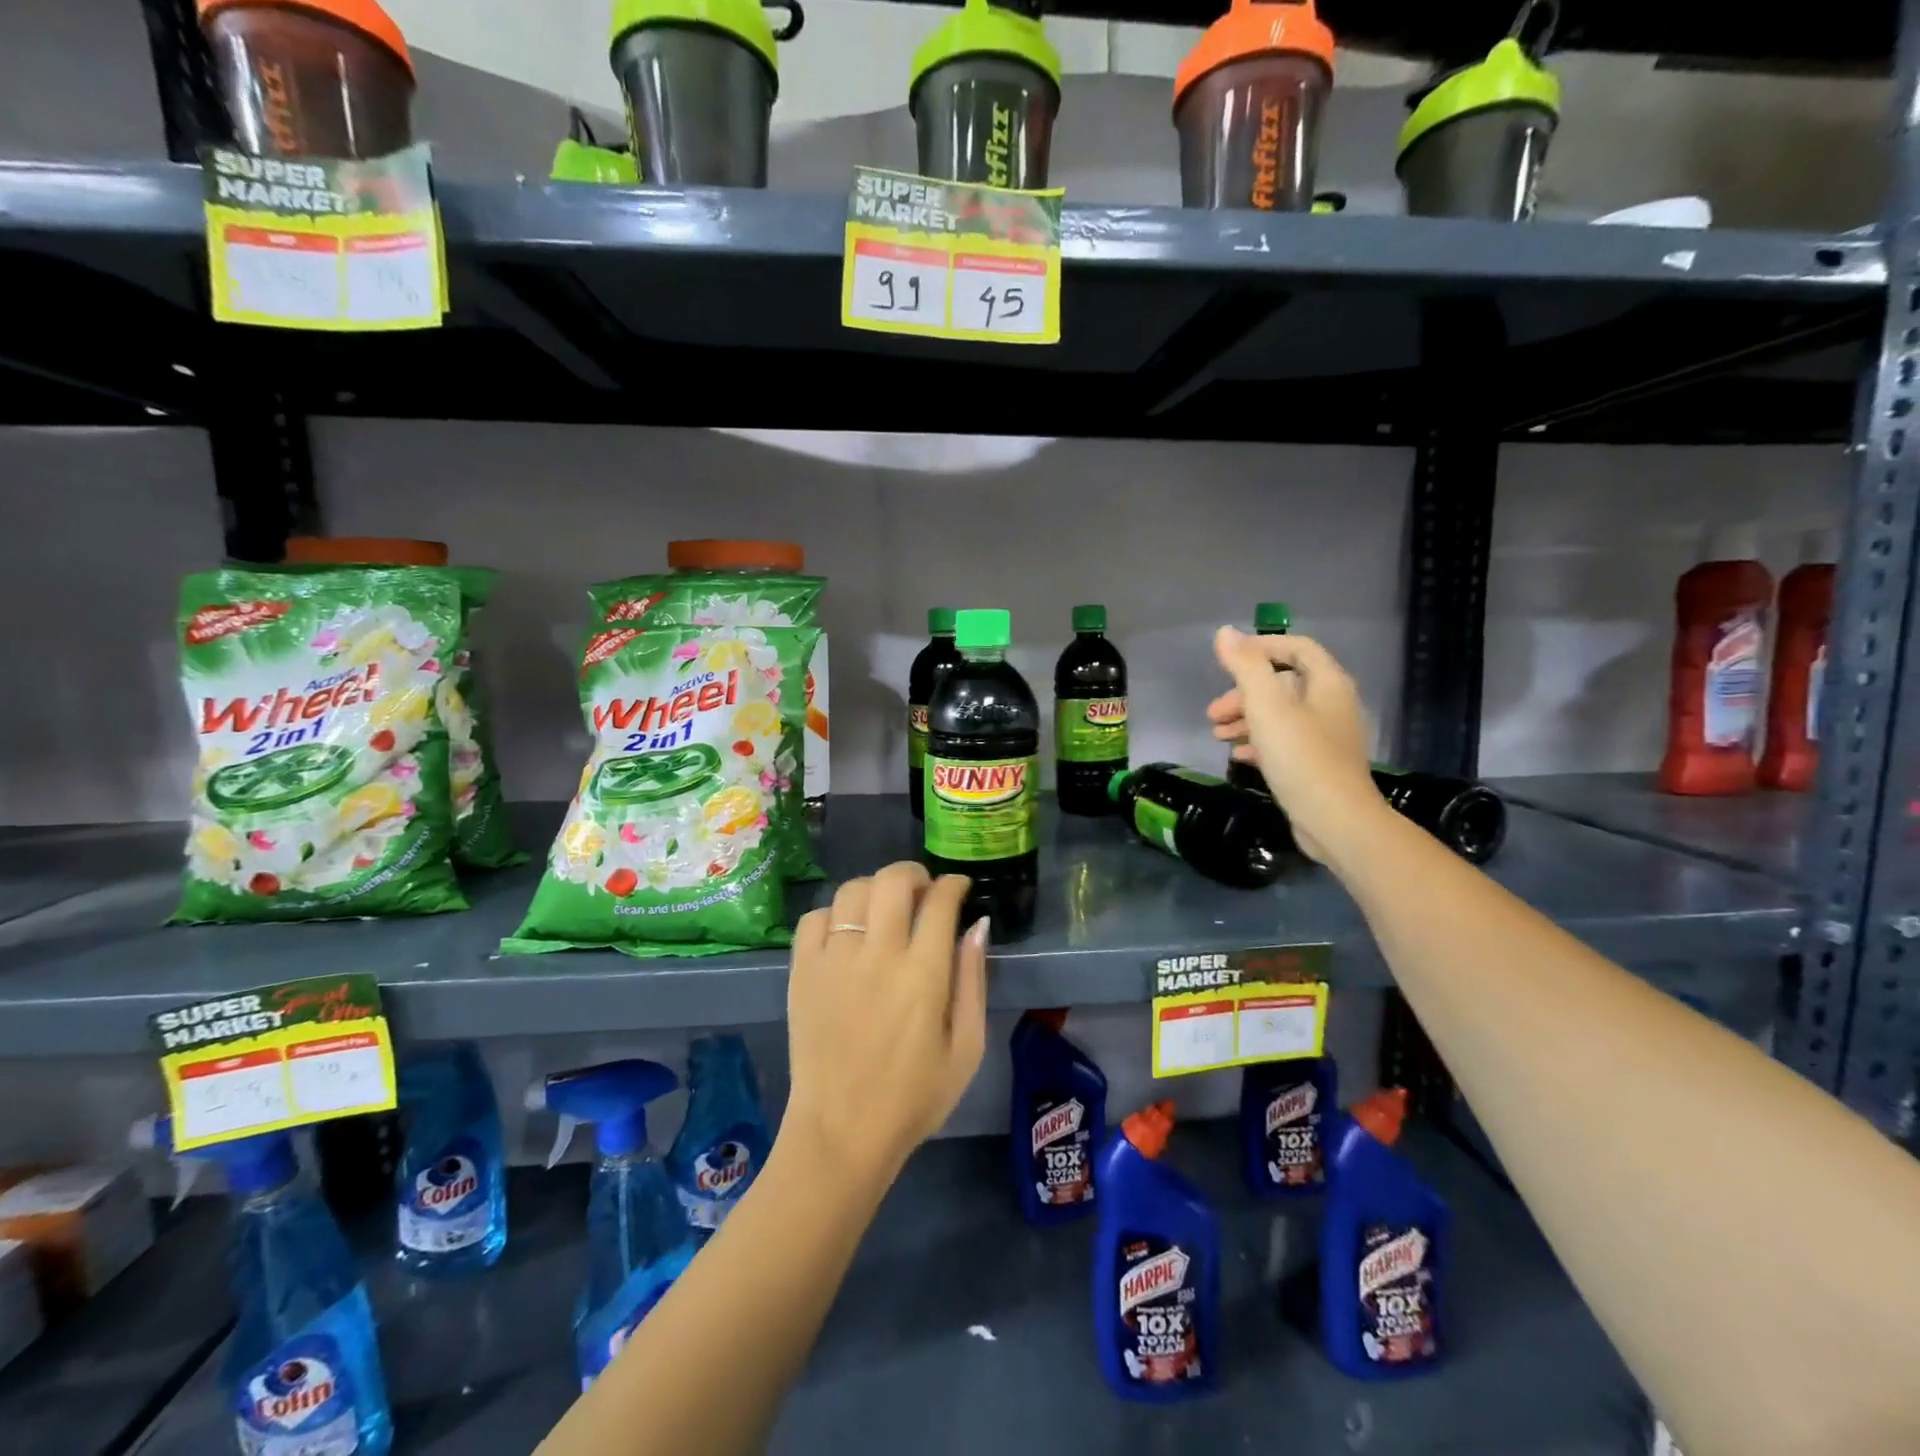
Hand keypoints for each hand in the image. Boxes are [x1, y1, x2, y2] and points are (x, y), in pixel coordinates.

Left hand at [782, 863, 989, 1190]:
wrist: (841, 1132)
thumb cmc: (914, 1096)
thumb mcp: (966, 1048)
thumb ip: (973, 980)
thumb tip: (978, 924)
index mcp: (923, 974)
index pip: (940, 902)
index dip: (953, 885)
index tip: (958, 888)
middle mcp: (877, 955)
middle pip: (892, 881)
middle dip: (914, 873)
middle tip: (923, 891)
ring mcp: (833, 960)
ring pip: (852, 891)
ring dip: (875, 889)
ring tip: (884, 909)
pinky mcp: (802, 972)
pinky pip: (814, 918)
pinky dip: (833, 914)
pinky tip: (847, 933)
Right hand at [1207, 627, 1382, 863]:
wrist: (1335, 820)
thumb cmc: (1301, 757)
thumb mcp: (1267, 706)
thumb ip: (1246, 667)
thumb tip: (1225, 633)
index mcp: (1327, 683)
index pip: (1296, 648)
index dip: (1261, 648)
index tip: (1227, 660)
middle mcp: (1332, 704)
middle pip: (1283, 684)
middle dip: (1243, 693)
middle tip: (1213, 712)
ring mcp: (1326, 737)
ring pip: (1280, 715)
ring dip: (1246, 719)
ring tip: (1217, 735)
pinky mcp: (1317, 765)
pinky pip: (1284, 742)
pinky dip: (1259, 743)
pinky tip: (1237, 756)